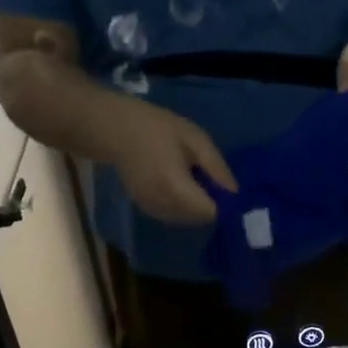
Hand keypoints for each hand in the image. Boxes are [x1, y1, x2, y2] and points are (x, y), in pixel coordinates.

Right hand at [103, 98, 238, 224]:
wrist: (114, 130)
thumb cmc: (156, 128)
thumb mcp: (194, 138)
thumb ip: (216, 166)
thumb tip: (234, 192)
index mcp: (175, 186)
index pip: (210, 212)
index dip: (222, 202)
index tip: (224, 186)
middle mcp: (163, 205)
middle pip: (200, 219)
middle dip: (210, 204)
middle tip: (208, 179)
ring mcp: (151, 210)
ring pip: (187, 220)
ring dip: (196, 206)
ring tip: (191, 179)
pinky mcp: (145, 209)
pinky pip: (173, 216)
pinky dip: (182, 206)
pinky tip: (178, 185)